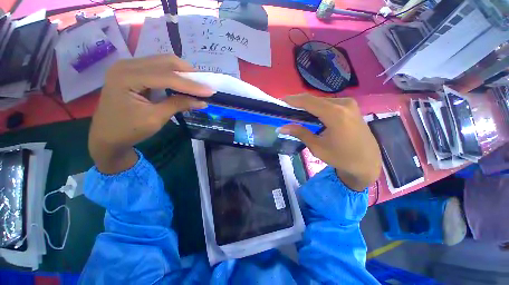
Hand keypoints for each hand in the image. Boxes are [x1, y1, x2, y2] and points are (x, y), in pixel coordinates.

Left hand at [89, 55, 213, 173]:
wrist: (106, 136)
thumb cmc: (128, 130)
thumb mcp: (156, 118)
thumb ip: (178, 105)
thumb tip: (202, 102)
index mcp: (127, 77)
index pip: (167, 77)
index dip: (191, 84)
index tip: (210, 91)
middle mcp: (127, 65)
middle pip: (165, 61)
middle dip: (188, 73)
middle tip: (204, 85)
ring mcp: (128, 66)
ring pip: (163, 62)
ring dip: (182, 73)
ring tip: (196, 84)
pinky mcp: (132, 72)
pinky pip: (158, 68)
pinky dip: (173, 75)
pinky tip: (182, 83)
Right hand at [280, 94, 380, 190]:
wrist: (367, 162)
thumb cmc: (341, 157)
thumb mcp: (317, 147)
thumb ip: (300, 133)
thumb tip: (281, 128)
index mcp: (335, 114)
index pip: (309, 101)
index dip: (293, 100)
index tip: (281, 101)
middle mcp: (344, 104)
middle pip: (315, 99)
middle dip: (299, 103)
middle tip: (286, 110)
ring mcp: (349, 104)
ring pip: (322, 101)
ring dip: (308, 106)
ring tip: (296, 113)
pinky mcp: (351, 107)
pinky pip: (329, 103)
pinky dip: (317, 108)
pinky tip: (311, 115)